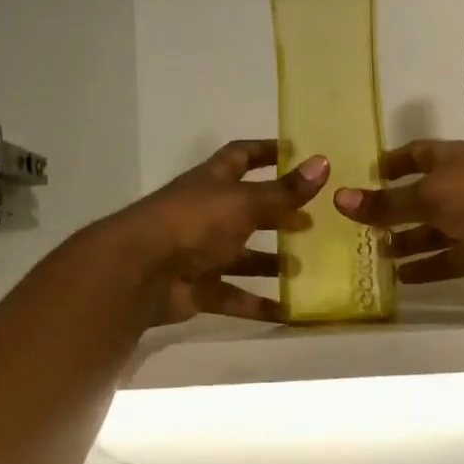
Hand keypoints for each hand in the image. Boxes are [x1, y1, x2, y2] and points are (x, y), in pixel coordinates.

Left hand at [106, 139, 327, 324]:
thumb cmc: (193, 223)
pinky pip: (234, 296)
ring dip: (271, 262)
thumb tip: (324, 163)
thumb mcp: (244, 203)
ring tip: (306, 268)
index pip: (241, 156)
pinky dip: (258, 304)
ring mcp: (200, 253)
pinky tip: (289, 312)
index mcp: (213, 182)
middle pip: (247, 210)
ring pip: (242, 257)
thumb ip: (284, 191)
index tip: (297, 152)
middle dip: (278, 214)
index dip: (266, 152)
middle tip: (314, 221)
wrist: (140, 273)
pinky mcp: (198, 289)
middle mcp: (206, 214)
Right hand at [333, 140, 463, 288]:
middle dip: (395, 210)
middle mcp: (462, 188)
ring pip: (433, 232)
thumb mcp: (428, 195)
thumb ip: (386, 203)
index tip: (369, 172)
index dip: (394, 162)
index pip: (417, 155)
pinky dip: (426, 268)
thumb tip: (338, 199)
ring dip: (407, 242)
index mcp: (451, 161)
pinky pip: (447, 261)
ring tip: (376, 254)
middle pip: (422, 198)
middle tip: (362, 225)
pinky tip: (402, 278)